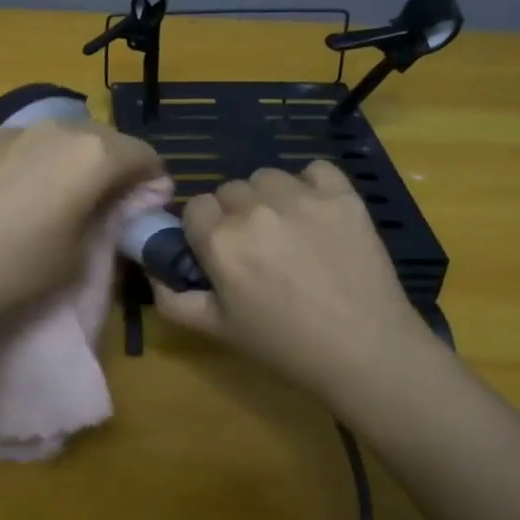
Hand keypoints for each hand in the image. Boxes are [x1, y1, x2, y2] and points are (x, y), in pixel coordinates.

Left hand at [0, 120, 161, 329]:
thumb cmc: (15, 268)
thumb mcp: (76, 256)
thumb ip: (100, 221)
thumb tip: (106, 205)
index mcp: (92, 155)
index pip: (142, 154)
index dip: (152, 178)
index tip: (147, 202)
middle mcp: (55, 129)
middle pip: (102, 138)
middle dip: (114, 163)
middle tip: (108, 199)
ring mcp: (11, 130)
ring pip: (59, 137)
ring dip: (72, 159)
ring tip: (60, 194)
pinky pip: (22, 144)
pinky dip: (33, 161)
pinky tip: (14, 194)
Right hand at [152, 162, 441, 408]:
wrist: (367, 351)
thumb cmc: (286, 346)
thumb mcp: (218, 331)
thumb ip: (172, 300)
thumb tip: (153, 271)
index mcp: (220, 240)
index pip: (195, 207)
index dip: (205, 229)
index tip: (220, 253)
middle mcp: (254, 209)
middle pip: (230, 190)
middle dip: (237, 213)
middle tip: (258, 248)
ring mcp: (301, 197)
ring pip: (268, 177)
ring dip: (271, 198)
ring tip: (290, 230)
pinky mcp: (342, 195)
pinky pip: (315, 169)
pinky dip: (312, 185)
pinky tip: (319, 213)